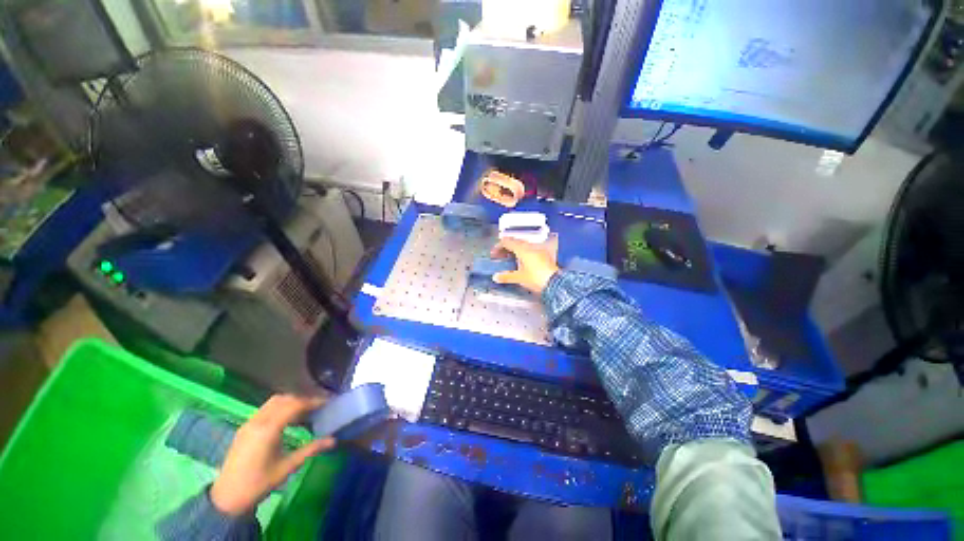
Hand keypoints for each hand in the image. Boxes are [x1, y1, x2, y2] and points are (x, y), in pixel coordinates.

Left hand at [210, 394, 334, 516]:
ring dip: (291, 401)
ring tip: (306, 410)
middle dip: (303, 398)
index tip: (327, 401)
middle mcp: (258, 421)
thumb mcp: (287, 467)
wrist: (227, 498)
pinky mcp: (245, 428)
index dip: (313, 401)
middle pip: (284, 399)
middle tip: (318, 405)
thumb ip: (310, 449)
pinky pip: (266, 409)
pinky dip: (281, 408)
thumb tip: (333, 440)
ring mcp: (249, 423)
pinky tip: (289, 419)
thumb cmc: (259, 483)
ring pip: (274, 402)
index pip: (294, 404)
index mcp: (268, 429)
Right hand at [490, 237, 559, 293]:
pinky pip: (530, 249)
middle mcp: (530, 246)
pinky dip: (523, 252)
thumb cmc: (536, 278)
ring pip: (523, 245)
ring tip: (509, 258)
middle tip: (500, 255)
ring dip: (515, 249)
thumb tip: (495, 277)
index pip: (507, 242)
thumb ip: (506, 276)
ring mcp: (538, 250)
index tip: (494, 252)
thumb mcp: (519, 278)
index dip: (499, 246)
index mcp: (522, 249)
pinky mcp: (544, 255)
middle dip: (506, 247)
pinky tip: (522, 261)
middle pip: (515, 242)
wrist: (555, 283)